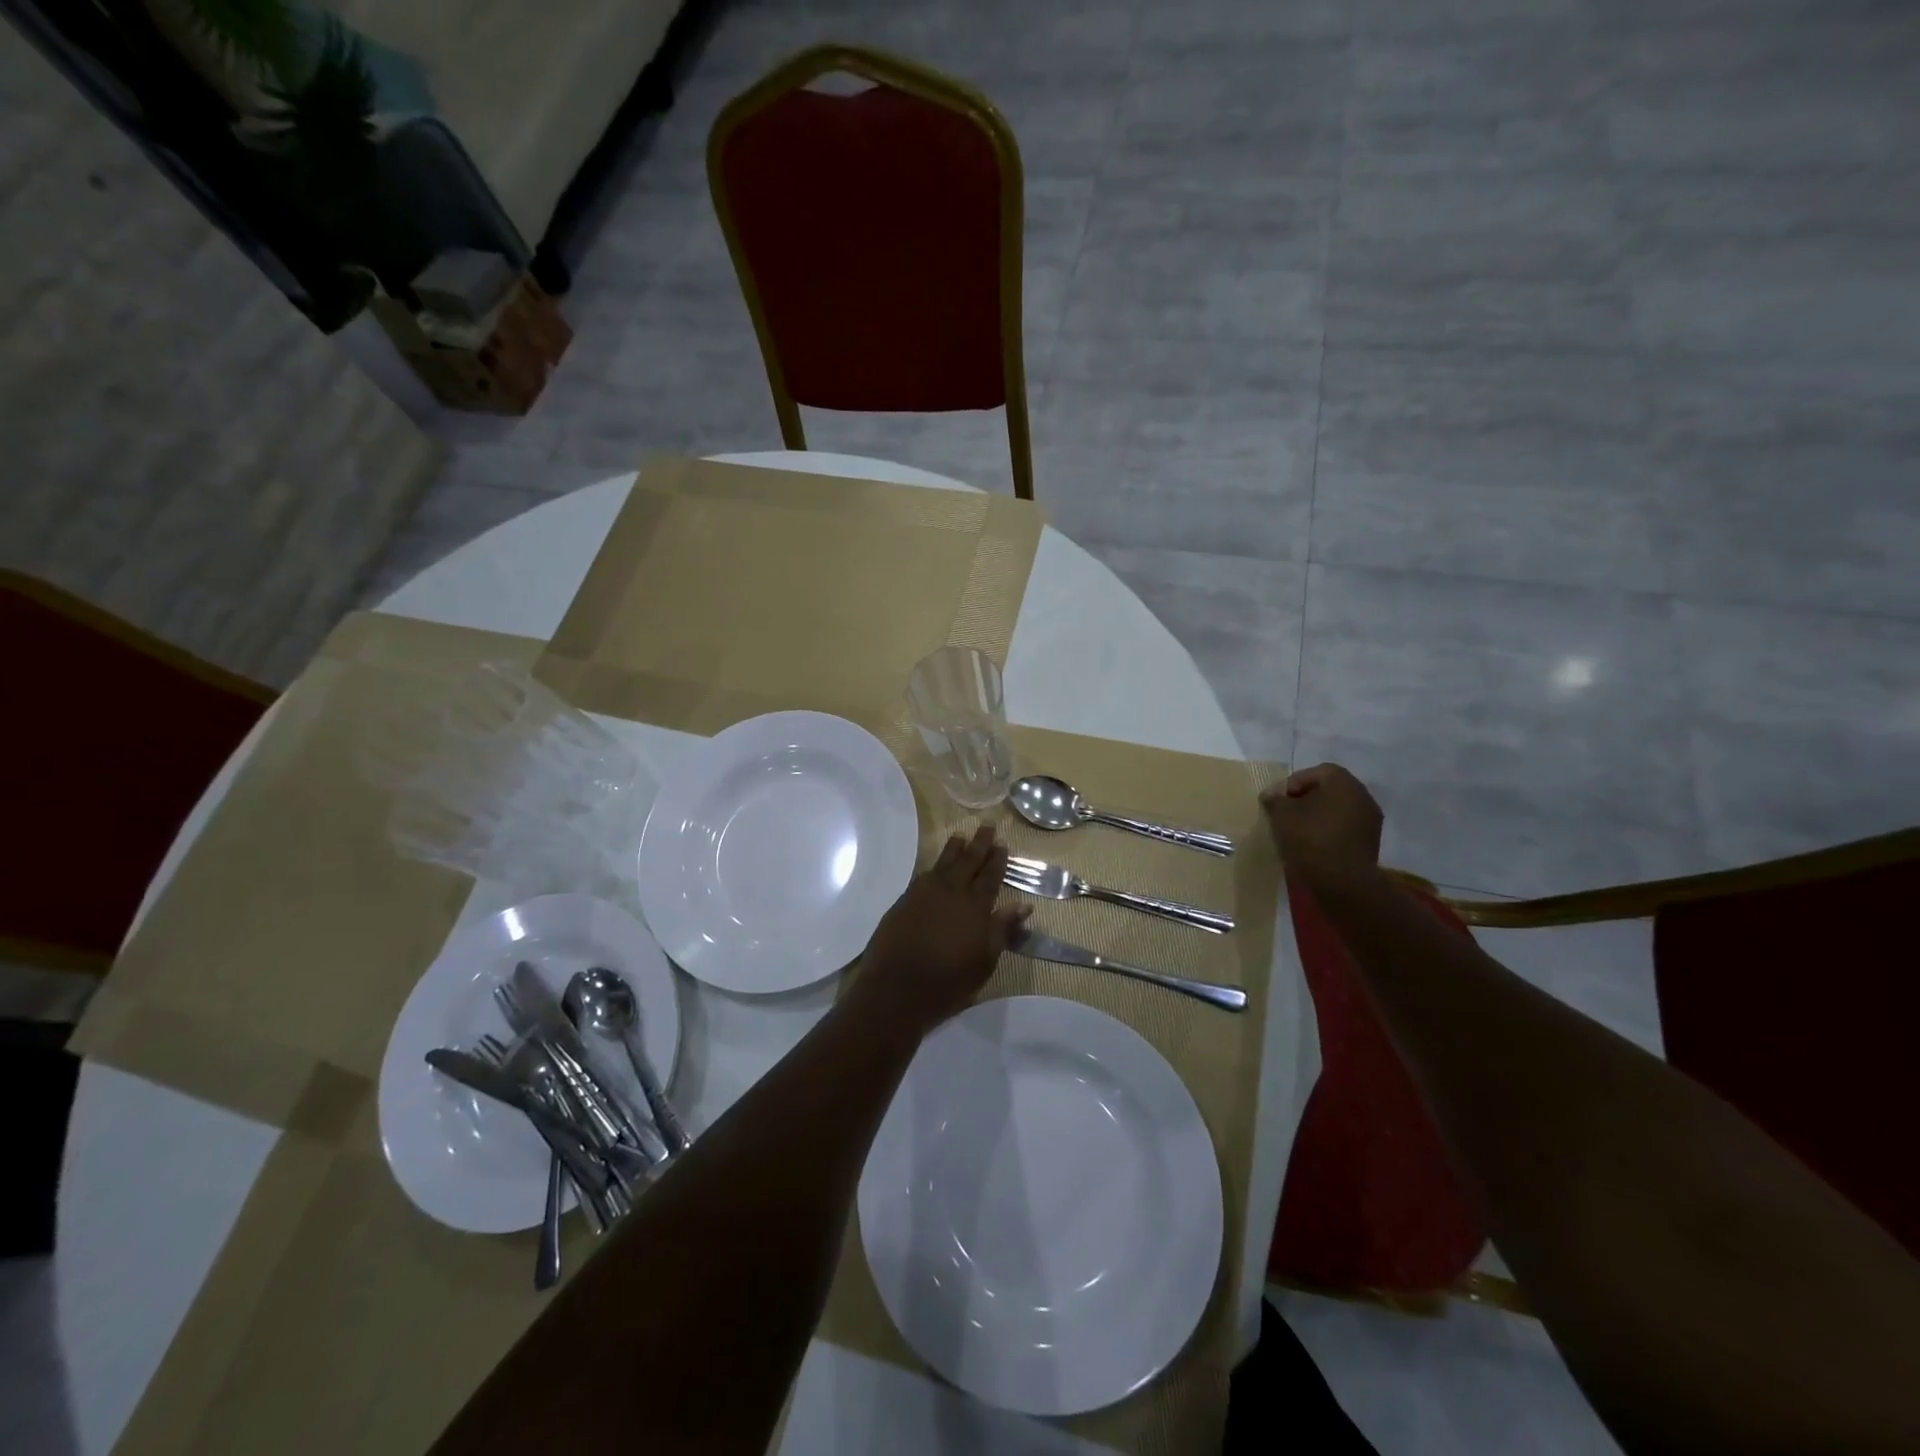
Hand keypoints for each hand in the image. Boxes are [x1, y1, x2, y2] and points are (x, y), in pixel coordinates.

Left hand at [854, 826, 1029, 1037]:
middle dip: (979, 844)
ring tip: (961, 836)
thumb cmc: (947, 983)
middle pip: (968, 861)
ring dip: (954, 849)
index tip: (1003, 843)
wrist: (895, 989)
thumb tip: (1023, 905)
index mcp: (975, 907)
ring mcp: (924, 894)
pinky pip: (924, 875)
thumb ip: (1002, 930)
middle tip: (987, 825)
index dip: (997, 860)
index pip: (990, 877)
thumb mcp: (984, 962)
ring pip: (943, 863)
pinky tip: (936, 866)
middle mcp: (951, 892)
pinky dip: (934, 866)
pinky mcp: (904, 901)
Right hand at [1261, 763, 1383, 886]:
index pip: (1314, 772)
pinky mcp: (1370, 842)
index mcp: (1343, 782)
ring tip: (1296, 832)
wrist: (1343, 882)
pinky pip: (1344, 828)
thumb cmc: (1311, 839)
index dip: (1291, 784)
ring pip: (1336, 810)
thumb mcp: (1281, 815)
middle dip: (1304, 800)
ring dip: (1317, 817)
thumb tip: (1271, 794)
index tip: (1277, 802)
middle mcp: (1362, 795)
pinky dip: (1328, 831)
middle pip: (1327, 790)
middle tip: (1285, 815)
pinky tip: (1313, 845)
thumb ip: (1275, 800)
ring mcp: (1370, 820)